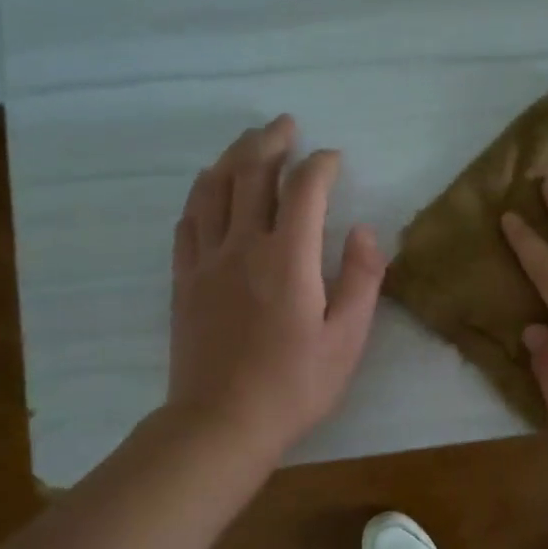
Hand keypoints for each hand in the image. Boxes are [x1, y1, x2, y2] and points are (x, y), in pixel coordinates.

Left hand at [167, 116, 385, 456]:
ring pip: (213, 189)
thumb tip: (363, 230)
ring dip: (232, 157)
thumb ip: (360, 279)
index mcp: (287, 259)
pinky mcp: (184, 280)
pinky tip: (211, 189)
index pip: (303, 189)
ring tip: (249, 143)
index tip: (334, 159)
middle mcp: (241, 246)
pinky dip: (202, 194)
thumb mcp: (347, 340)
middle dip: (271, 142)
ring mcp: (206, 261)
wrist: (221, 423)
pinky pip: (188, 221)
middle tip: (286, 125)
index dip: (321, 165)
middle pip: (250, 174)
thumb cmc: (294, 386)